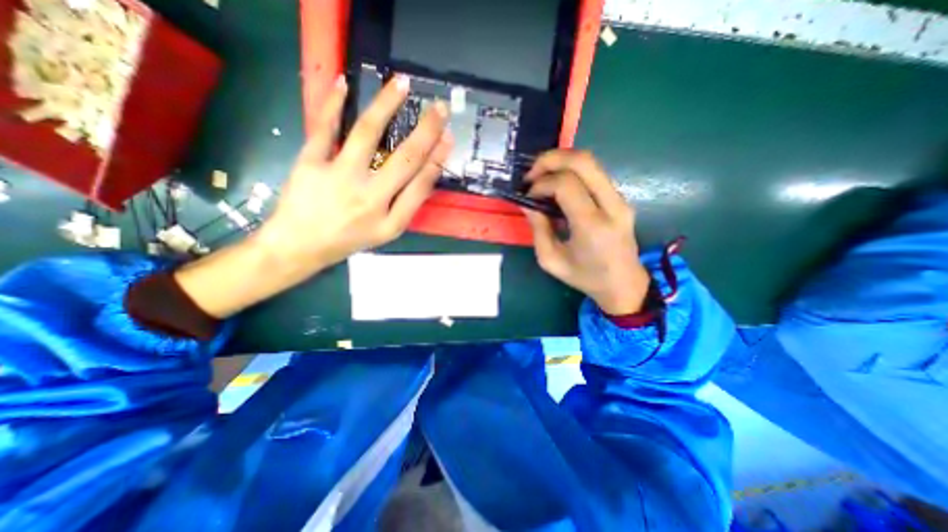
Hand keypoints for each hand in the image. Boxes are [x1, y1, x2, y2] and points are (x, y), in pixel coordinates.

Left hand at [258, 74, 452, 271]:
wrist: (301, 245)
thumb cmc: (350, 239)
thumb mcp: (387, 232)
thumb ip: (407, 205)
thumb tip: (426, 172)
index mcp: (390, 220)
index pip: (421, 184)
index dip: (437, 159)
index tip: (448, 137)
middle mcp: (369, 198)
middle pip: (404, 158)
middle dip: (427, 130)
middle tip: (440, 107)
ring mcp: (339, 177)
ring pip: (367, 133)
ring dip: (387, 105)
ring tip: (401, 83)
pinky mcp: (310, 163)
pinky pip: (325, 128)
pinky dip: (333, 103)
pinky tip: (343, 84)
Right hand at [522, 147, 648, 315]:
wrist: (623, 284)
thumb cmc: (585, 277)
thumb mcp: (551, 260)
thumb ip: (538, 229)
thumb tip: (528, 203)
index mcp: (592, 226)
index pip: (566, 185)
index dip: (541, 184)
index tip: (528, 196)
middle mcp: (611, 206)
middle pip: (583, 161)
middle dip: (551, 159)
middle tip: (531, 173)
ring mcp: (620, 199)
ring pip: (591, 161)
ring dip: (561, 161)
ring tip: (541, 176)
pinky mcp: (620, 198)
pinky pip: (594, 172)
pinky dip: (571, 170)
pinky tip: (557, 183)